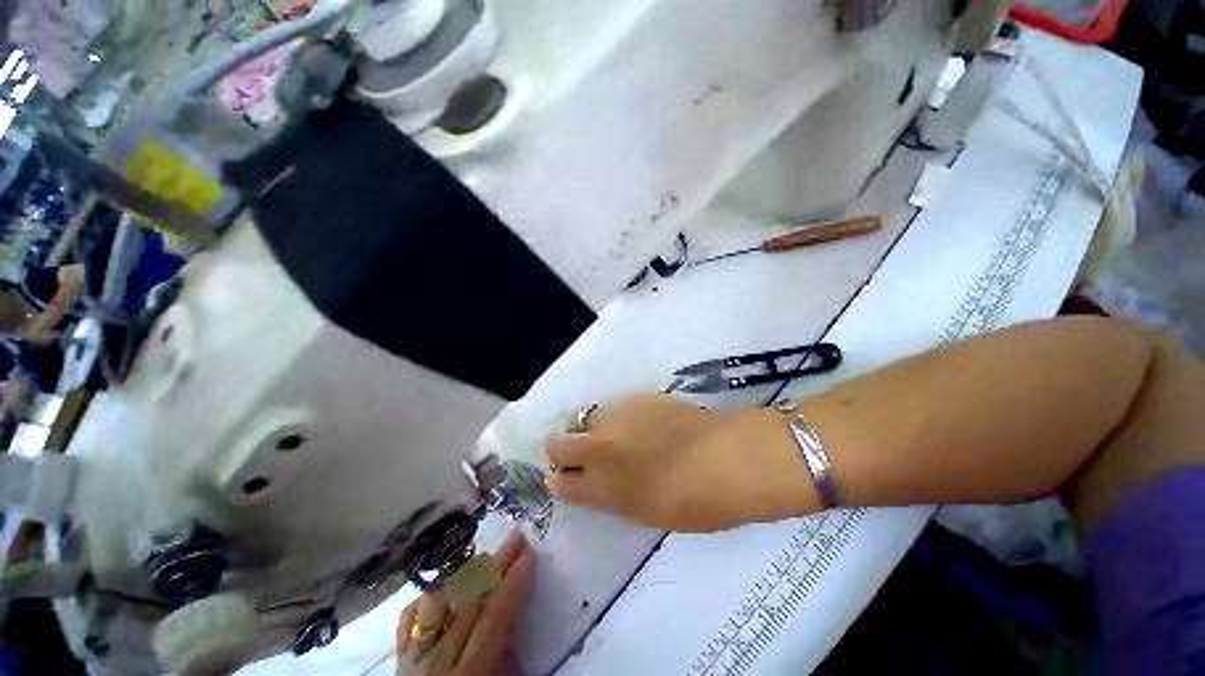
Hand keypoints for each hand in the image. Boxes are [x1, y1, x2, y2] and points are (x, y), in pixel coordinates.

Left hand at [396, 533, 534, 674]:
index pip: (494, 617)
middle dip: (495, 566)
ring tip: (485, 555)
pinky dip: (428, 597)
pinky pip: (409, 619)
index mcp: (469, 674)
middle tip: (515, 538)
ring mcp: (412, 659)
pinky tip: (445, 584)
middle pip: (468, 602)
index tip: (530, 555)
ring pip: (436, 603)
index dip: (513, 583)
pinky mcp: (398, 659)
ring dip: (463, 574)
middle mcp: (436, 662)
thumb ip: (509, 655)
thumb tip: (519, 613)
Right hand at [545, 394, 811, 531]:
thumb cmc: (700, 501)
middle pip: (556, 444)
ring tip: (616, 436)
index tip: (566, 479)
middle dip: (558, 450)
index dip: (559, 482)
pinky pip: (613, 408)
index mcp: (605, 489)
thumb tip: (600, 482)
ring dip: (589, 429)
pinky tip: (640, 423)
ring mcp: (618, 418)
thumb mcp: (649, 512)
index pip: (560, 485)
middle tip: (579, 454)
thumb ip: (616, 496)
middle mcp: (602, 448)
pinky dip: (616, 417)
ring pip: (583, 419)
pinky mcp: (636, 397)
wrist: (734, 456)